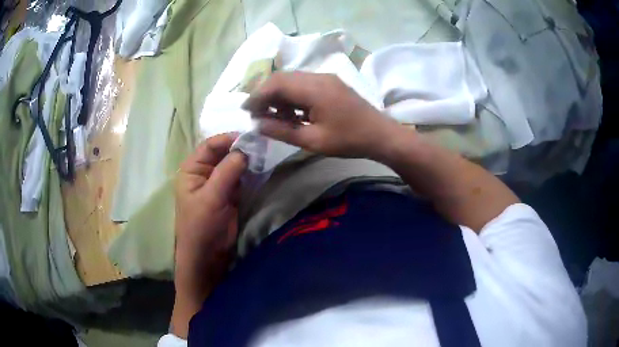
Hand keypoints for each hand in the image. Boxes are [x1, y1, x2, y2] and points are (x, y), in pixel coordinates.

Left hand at [172, 133, 246, 337]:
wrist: (207, 256)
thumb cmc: (200, 226)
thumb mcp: (211, 197)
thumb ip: (227, 172)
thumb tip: (245, 149)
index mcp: (192, 170)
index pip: (210, 146)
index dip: (228, 139)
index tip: (250, 137)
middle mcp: (204, 173)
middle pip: (223, 153)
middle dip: (240, 148)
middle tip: (262, 145)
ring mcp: (218, 184)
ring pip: (234, 164)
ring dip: (247, 160)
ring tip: (265, 154)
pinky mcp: (230, 195)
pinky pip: (241, 178)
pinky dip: (250, 173)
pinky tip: (262, 168)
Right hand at [242, 72, 403, 159]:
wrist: (381, 135)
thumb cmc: (349, 141)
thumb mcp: (313, 141)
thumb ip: (282, 131)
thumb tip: (258, 124)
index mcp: (314, 89)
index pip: (276, 84)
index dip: (257, 96)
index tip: (245, 110)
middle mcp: (318, 77)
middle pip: (282, 78)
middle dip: (265, 94)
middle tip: (256, 113)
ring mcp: (326, 78)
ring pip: (292, 79)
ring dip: (279, 94)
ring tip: (273, 116)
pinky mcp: (331, 83)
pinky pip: (304, 83)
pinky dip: (292, 95)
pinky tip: (291, 112)